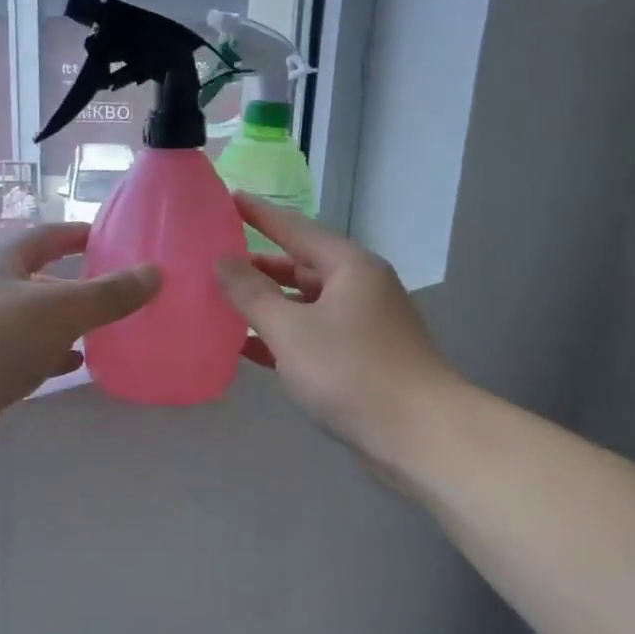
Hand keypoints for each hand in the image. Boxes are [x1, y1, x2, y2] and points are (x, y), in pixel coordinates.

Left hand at [0, 224, 159, 466]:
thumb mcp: (57, 309)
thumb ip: (108, 294)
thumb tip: (155, 273)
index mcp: (2, 263)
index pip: (47, 237)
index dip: (79, 234)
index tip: (114, 238)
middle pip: (42, 279)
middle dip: (80, 284)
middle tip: (123, 290)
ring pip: (36, 321)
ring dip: (69, 324)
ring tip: (111, 328)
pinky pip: (27, 356)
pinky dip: (53, 356)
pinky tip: (76, 364)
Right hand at [214, 195, 459, 477]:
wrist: (420, 435)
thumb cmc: (352, 371)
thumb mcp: (291, 330)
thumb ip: (252, 294)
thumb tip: (223, 261)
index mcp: (349, 267)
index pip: (295, 228)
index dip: (259, 214)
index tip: (227, 198)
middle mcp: (360, 287)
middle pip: (300, 266)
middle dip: (258, 265)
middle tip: (214, 261)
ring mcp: (363, 325)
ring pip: (305, 304)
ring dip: (267, 304)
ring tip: (222, 303)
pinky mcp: (361, 359)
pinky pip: (312, 335)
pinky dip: (282, 337)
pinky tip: (247, 347)